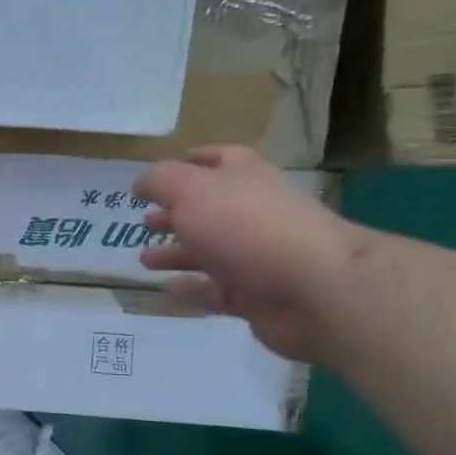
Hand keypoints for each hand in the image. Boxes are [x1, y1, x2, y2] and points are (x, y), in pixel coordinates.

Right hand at [135, 146, 360, 363]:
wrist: (314, 288)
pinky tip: (167, 291)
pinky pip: (216, 292)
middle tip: (145, 222)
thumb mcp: (190, 190)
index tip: (159, 177)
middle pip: (209, 209)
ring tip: (145, 260)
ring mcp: (257, 255)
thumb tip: (142, 183)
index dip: (191, 161)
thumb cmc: (246, 226)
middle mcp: (253, 212)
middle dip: (176, 214)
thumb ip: (160, 181)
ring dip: (177, 254)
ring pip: (209, 252)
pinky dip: (192, 290)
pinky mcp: (257, 295)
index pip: (218, 159)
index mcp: (244, 177)